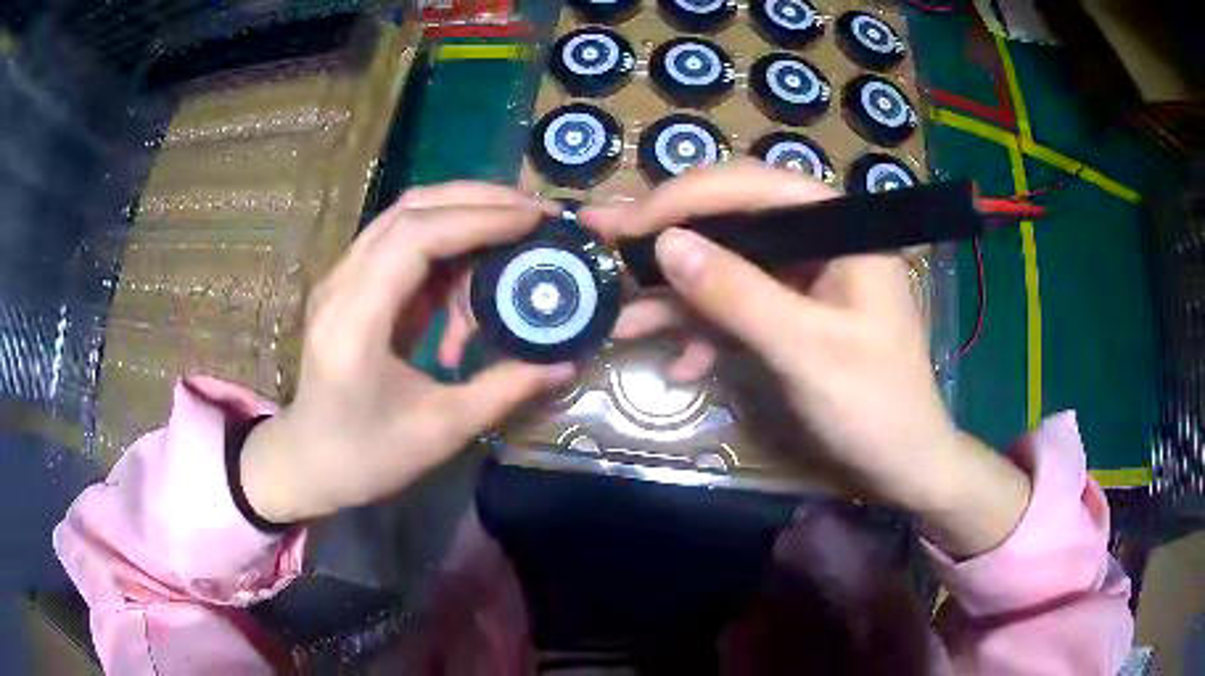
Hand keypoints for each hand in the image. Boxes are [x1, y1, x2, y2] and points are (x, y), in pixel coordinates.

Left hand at [240, 183, 575, 523]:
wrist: (307, 460)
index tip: (534, 221)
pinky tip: (477, 263)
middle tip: (535, 212)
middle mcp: (341, 284)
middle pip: (410, 210)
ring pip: (405, 216)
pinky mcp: (350, 283)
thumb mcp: (440, 431)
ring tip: (515, 228)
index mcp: (355, 321)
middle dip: (478, 201)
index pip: (416, 238)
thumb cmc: (365, 455)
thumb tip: (565, 361)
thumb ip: (504, 390)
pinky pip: (402, 241)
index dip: (479, 220)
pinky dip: (445, 241)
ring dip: (463, 213)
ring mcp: (341, 278)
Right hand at [582, 162, 1030, 556]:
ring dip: (677, 297)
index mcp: (840, 227)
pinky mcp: (794, 314)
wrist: (904, 466)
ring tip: (620, 320)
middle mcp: (821, 239)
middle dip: (667, 239)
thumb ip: (738, 294)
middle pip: (733, 219)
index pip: (752, 185)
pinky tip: (679, 364)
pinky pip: (740, 307)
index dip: (684, 199)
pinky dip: (707, 331)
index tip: (626, 225)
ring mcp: (805, 277)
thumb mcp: (805, 350)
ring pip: (729, 266)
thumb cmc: (874, 407)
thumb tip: (664, 243)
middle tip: (601, 241)